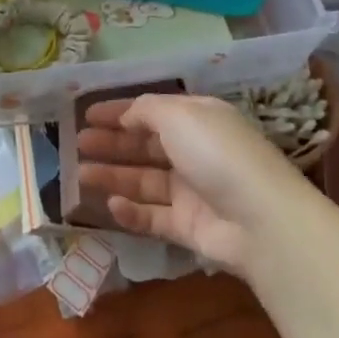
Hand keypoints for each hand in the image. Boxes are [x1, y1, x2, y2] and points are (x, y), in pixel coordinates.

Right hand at [76, 94, 313, 276]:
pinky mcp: (190, 226)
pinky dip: (131, 211)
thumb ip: (146, 111)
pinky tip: (110, 205)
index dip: (119, 112)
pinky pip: (153, 216)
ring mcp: (193, 191)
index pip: (152, 111)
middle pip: (146, 146)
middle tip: (77, 144)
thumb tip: (126, 115)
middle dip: (112, 143)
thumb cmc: (216, 153)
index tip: (87, 115)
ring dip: (114, 175)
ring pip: (145, 181)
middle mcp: (195, 151)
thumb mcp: (178, 115)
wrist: (261, 219)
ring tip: (81, 174)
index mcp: (197, 119)